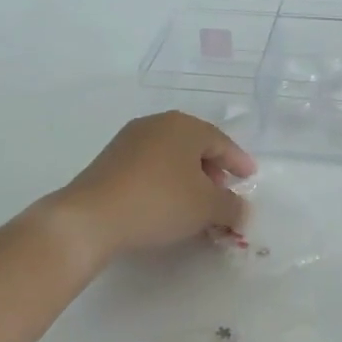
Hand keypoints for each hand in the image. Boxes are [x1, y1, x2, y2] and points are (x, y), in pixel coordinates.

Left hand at [45, 112, 256, 262]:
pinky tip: (167, 205)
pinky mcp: (110, 161)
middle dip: (213, 171)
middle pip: (195, 146)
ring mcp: (129, 141)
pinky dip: (166, 182)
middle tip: (223, 194)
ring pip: (171, 157)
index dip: (238, 161)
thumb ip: (231, 207)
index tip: (249, 177)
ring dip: (188, 179)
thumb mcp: (207, 207)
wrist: (92, 217)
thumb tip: (242, 210)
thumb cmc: (159, 202)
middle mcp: (156, 124)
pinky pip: (150, 167)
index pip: (221, 141)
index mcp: (184, 126)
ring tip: (196, 205)